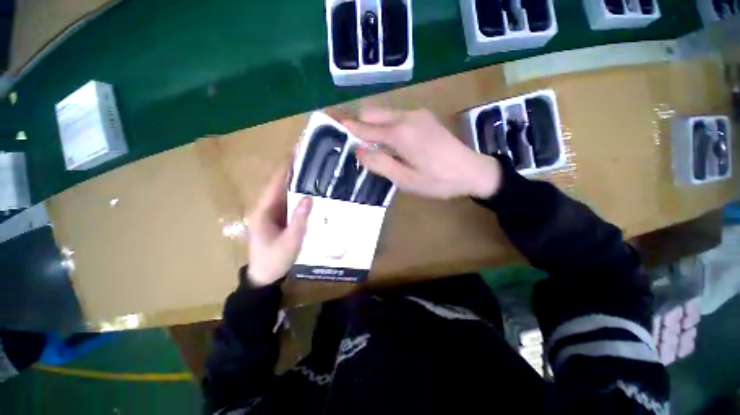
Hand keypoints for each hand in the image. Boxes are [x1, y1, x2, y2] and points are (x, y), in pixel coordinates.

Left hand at [246, 162, 312, 286]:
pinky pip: (288, 201)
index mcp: (262, 211)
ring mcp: (271, 213)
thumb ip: (299, 220)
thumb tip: (309, 198)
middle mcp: (265, 207)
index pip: (274, 184)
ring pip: (283, 192)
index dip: (284, 168)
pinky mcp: (277, 218)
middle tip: (308, 159)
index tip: (295, 153)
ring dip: (296, 181)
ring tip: (311, 170)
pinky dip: (297, 194)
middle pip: (278, 185)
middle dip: (292, 171)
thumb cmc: (274, 260)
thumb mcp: (290, 242)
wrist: (264, 276)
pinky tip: (309, 190)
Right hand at [342, 107, 501, 199]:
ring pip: (384, 113)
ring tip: (371, 146)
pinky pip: (397, 116)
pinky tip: (391, 143)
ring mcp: (417, 114)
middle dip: (358, 124)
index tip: (328, 120)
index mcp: (400, 134)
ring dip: (373, 126)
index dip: (345, 125)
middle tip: (351, 142)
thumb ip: (380, 164)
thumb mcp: (406, 180)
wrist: (473, 171)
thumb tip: (357, 150)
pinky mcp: (424, 117)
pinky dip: (386, 126)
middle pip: (372, 113)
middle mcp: (406, 117)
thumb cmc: (438, 181)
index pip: (364, 127)